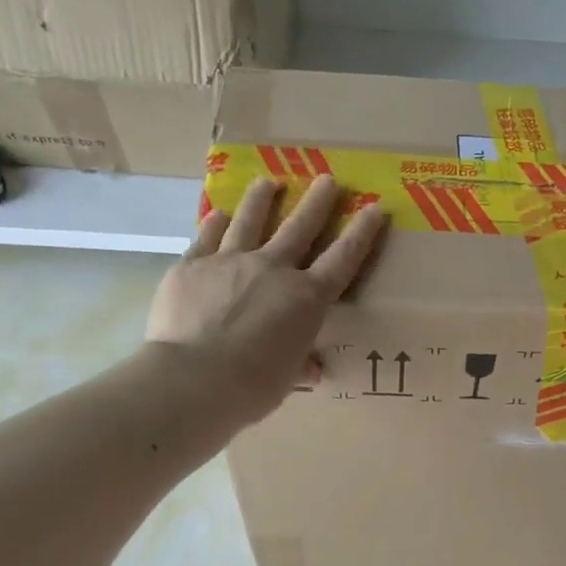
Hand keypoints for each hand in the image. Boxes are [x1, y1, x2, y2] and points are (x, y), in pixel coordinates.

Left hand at [146, 175, 384, 422]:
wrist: (194, 379)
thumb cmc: (253, 386)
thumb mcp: (287, 379)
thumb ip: (300, 364)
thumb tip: (311, 367)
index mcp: (305, 299)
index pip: (342, 260)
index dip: (361, 234)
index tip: (374, 208)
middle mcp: (272, 269)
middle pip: (299, 228)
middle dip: (316, 202)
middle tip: (327, 179)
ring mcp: (229, 262)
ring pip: (250, 221)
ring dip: (262, 199)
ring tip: (268, 182)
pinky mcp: (191, 265)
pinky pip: (206, 237)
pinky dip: (216, 223)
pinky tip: (220, 213)